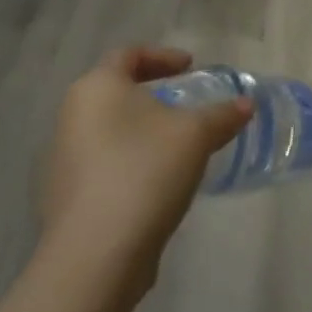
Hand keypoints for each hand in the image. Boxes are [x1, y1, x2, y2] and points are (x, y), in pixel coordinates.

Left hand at [35, 48, 250, 295]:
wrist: (95, 257)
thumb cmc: (144, 172)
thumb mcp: (196, 135)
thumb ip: (222, 115)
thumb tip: (246, 104)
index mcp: (97, 87)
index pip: (129, 54)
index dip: (163, 56)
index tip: (190, 68)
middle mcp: (73, 116)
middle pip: (116, 92)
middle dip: (153, 95)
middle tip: (186, 103)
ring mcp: (64, 159)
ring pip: (110, 130)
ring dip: (143, 131)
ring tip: (178, 145)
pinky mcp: (67, 197)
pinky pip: (105, 164)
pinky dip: (132, 162)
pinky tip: (158, 183)